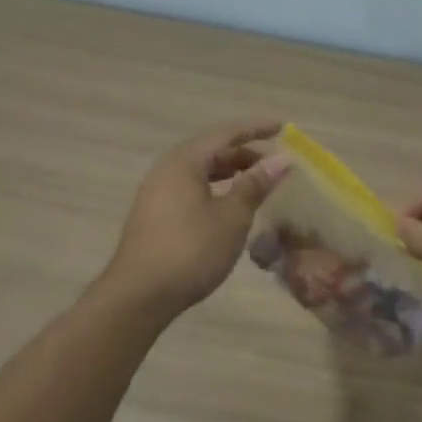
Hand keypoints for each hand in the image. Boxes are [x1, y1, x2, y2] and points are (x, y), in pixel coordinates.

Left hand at [102, 120, 290, 314]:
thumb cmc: (190, 250)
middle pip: (211, 151)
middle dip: (244, 154)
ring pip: (200, 172)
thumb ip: (256, 184)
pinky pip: (190, 189)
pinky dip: (215, 190)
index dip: (256, 129)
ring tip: (256, 184)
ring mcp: (157, 193)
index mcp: (184, 161)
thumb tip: (282, 159)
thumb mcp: (231, 217)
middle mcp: (167, 169)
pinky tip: (228, 208)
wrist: (139, 295)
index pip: (226, 134)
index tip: (283, 127)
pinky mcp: (154, 216)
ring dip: (230, 174)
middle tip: (275, 165)